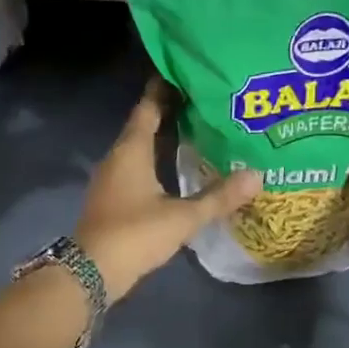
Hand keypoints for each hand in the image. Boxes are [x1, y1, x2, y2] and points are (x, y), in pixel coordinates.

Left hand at [75, 81, 261, 302]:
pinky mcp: (112, 198)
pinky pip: (136, 167)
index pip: (148, 107)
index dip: (164, 89)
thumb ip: (219, 196)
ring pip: (139, 147)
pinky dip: (155, 160)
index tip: (186, 74)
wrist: (91, 273)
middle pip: (144, 125)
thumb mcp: (182, 217)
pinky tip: (176, 169)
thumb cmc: (135, 234)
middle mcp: (118, 156)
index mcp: (131, 149)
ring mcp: (112, 178)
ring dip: (163, 138)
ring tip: (196, 130)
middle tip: (203, 101)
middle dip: (170, 112)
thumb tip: (257, 175)